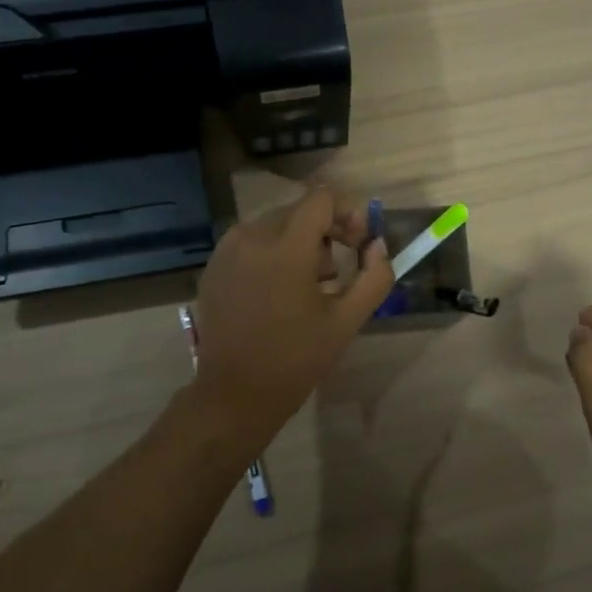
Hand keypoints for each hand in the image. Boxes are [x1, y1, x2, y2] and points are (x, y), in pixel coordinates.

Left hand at [191, 186, 392, 443]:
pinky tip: (277, 292)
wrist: (235, 394)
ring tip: (309, 286)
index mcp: (286, 247)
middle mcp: (251, 236)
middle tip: (338, 271)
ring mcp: (227, 250)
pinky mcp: (213, 266)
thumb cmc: (296, 358)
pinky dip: (272, 254)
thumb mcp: (347, 320)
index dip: (348, 213)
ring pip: (275, 224)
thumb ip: (374, 276)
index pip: (322, 197)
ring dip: (299, 243)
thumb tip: (377, 245)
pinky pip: (251, 242)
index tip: (357, 244)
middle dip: (326, 231)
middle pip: (299, 210)